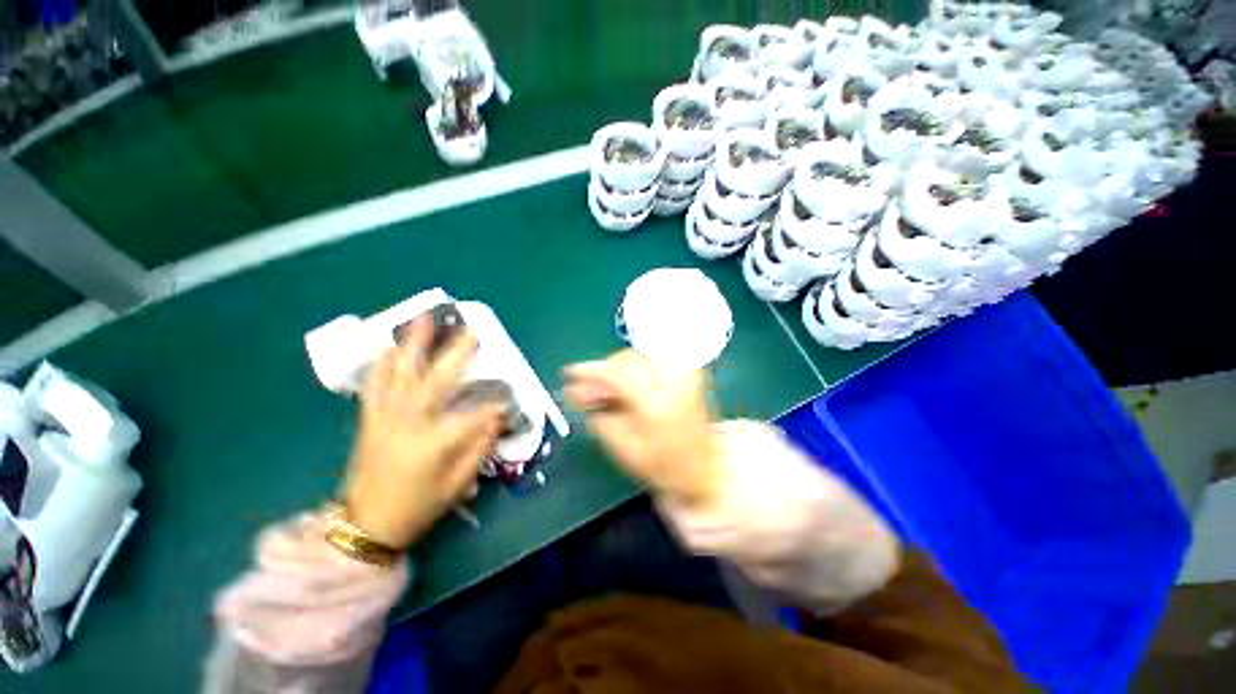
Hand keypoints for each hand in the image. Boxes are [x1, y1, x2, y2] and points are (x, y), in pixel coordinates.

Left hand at [342, 316, 503, 549]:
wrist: (366, 524)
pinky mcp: (370, 417)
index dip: (496, 406)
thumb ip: (480, 447)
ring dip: (413, 344)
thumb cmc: (418, 506)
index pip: (474, 415)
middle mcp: (408, 422)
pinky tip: (393, 345)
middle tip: (472, 330)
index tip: (510, 400)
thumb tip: (498, 418)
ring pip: (400, 373)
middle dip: (457, 353)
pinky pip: (375, 382)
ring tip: (424, 318)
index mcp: (434, 443)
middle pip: (436, 380)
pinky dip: (384, 361)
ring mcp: (385, 416)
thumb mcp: (458, 483)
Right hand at [564, 349, 721, 506]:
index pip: (620, 373)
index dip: (592, 370)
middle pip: (629, 359)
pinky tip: (623, 383)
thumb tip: (572, 390)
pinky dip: (633, 368)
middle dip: (603, 369)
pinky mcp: (690, 370)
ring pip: (639, 356)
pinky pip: (652, 359)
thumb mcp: (622, 446)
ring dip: (617, 368)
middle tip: (585, 387)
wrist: (705, 468)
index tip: (569, 373)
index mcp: (659, 404)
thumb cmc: (662, 466)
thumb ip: (596, 414)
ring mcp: (686, 372)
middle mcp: (675, 381)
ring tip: (603, 389)